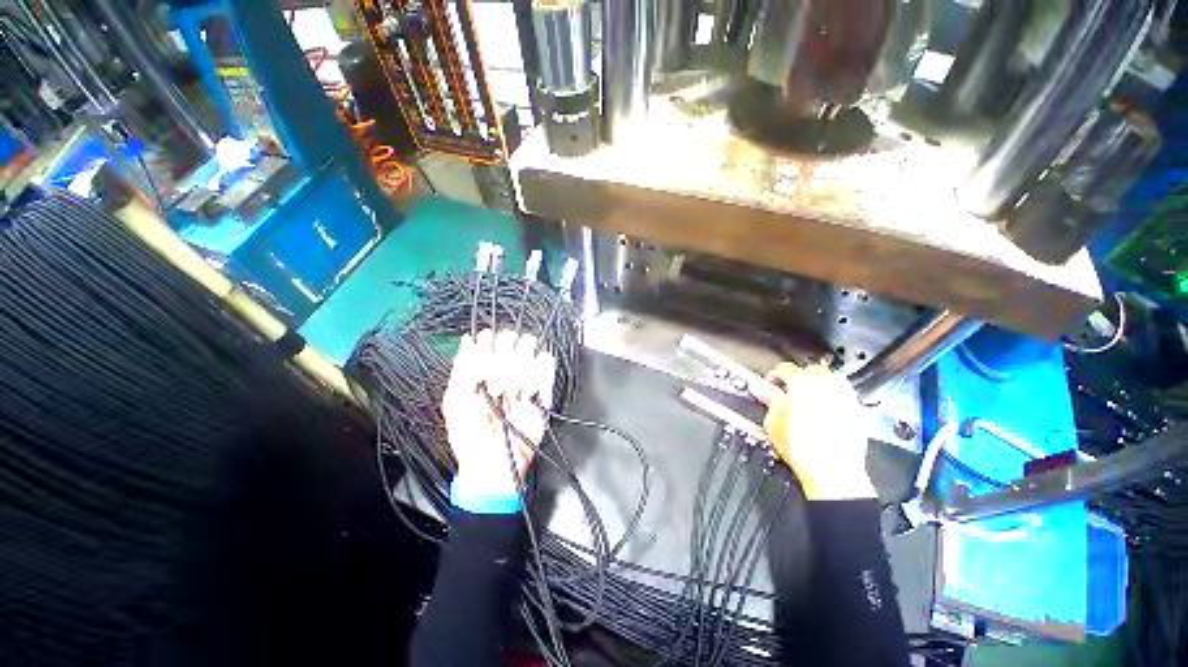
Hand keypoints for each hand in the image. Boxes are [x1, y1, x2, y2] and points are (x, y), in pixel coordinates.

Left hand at [442, 329, 556, 499]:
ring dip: (519, 367)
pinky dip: (539, 373)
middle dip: (502, 358)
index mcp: (482, 369)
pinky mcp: (543, 388)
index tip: (483, 360)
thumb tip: (468, 338)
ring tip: (511, 392)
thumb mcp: (455, 403)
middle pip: (511, 338)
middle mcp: (504, 368)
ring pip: (529, 348)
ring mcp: (524, 377)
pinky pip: (546, 365)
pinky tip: (527, 391)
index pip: (488, 338)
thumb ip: (462, 368)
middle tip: (495, 385)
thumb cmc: (469, 437)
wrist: (494, 465)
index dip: (487, 343)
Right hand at [751, 363, 875, 500]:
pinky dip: (834, 398)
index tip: (769, 385)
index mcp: (802, 382)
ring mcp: (845, 397)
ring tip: (809, 399)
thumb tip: (761, 388)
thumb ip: (768, 400)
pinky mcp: (859, 412)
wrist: (831, 471)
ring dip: (819, 385)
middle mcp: (826, 384)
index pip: (785, 369)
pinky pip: (845, 396)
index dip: (774, 376)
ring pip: (832, 380)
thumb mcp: (773, 421)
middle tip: (789, 391)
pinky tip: (825, 412)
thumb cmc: (799, 445)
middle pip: (811, 370)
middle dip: (799, 377)